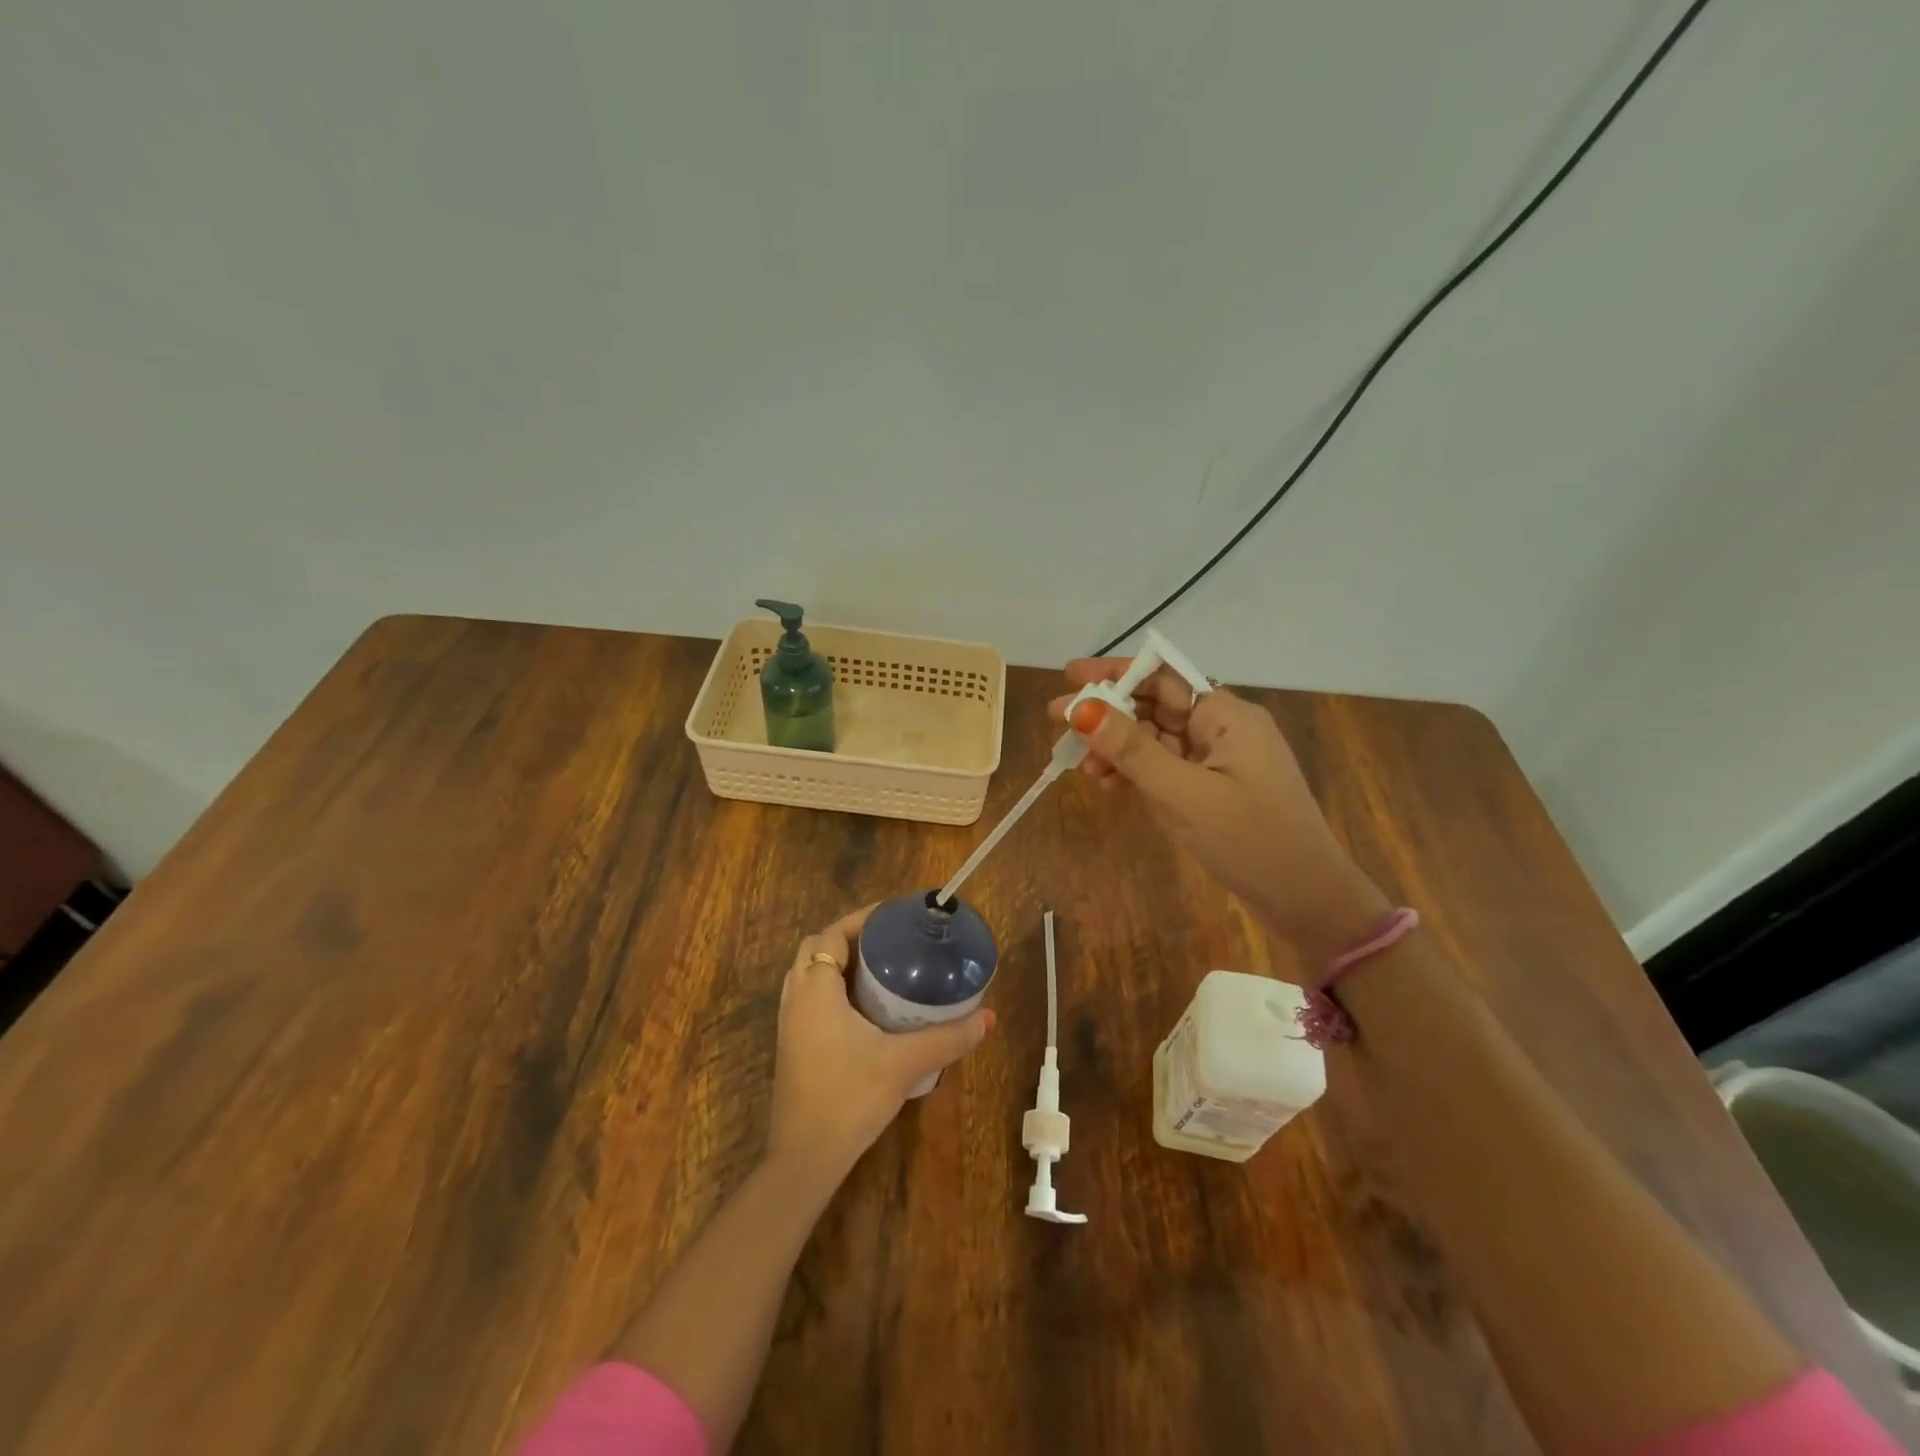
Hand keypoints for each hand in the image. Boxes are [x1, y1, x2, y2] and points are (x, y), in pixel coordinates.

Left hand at [766, 907, 995, 1183]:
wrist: (805, 1159)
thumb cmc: (849, 1098)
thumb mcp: (904, 1064)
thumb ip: (947, 1038)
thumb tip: (987, 1018)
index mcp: (815, 990)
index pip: (831, 935)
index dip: (861, 920)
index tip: (894, 917)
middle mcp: (796, 999)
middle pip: (816, 948)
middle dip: (850, 938)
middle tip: (890, 942)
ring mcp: (789, 1024)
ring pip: (808, 974)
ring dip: (837, 963)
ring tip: (879, 968)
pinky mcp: (792, 1045)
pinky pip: (808, 998)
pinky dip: (831, 987)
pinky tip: (863, 1007)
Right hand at [1049, 661, 1389, 969]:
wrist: (1307, 900)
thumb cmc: (1250, 840)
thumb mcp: (1184, 794)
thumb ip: (1132, 750)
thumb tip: (1081, 708)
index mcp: (1226, 715)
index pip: (1162, 676)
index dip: (1114, 673)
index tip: (1069, 677)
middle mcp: (1222, 727)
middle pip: (1155, 705)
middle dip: (1107, 712)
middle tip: (1057, 720)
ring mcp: (1218, 759)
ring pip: (1156, 739)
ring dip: (1118, 747)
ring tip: (1081, 765)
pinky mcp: (1213, 788)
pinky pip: (1166, 767)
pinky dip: (1136, 771)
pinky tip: (1107, 782)